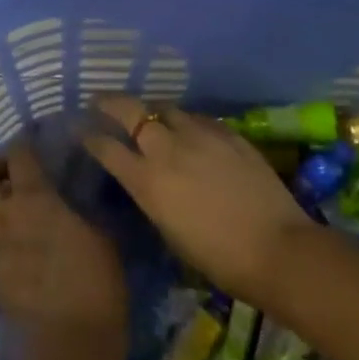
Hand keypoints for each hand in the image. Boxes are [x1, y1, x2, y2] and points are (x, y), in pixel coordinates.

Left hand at [0, 139, 126, 347]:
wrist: (71, 335)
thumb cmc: (95, 278)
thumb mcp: (97, 232)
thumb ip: (72, 209)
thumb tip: (64, 201)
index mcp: (35, 196)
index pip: (18, 155)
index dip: (21, 146)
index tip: (30, 145)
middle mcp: (3, 212)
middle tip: (9, 174)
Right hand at [82, 96, 313, 309]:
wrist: (277, 249)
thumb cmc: (218, 257)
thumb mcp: (169, 231)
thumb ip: (151, 196)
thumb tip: (146, 180)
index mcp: (146, 181)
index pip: (106, 147)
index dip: (89, 135)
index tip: (81, 129)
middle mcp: (167, 150)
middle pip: (130, 110)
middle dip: (110, 102)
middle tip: (101, 101)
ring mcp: (200, 136)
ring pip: (166, 107)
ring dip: (153, 110)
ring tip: (150, 115)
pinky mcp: (229, 134)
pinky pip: (198, 118)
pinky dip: (186, 121)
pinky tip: (190, 129)